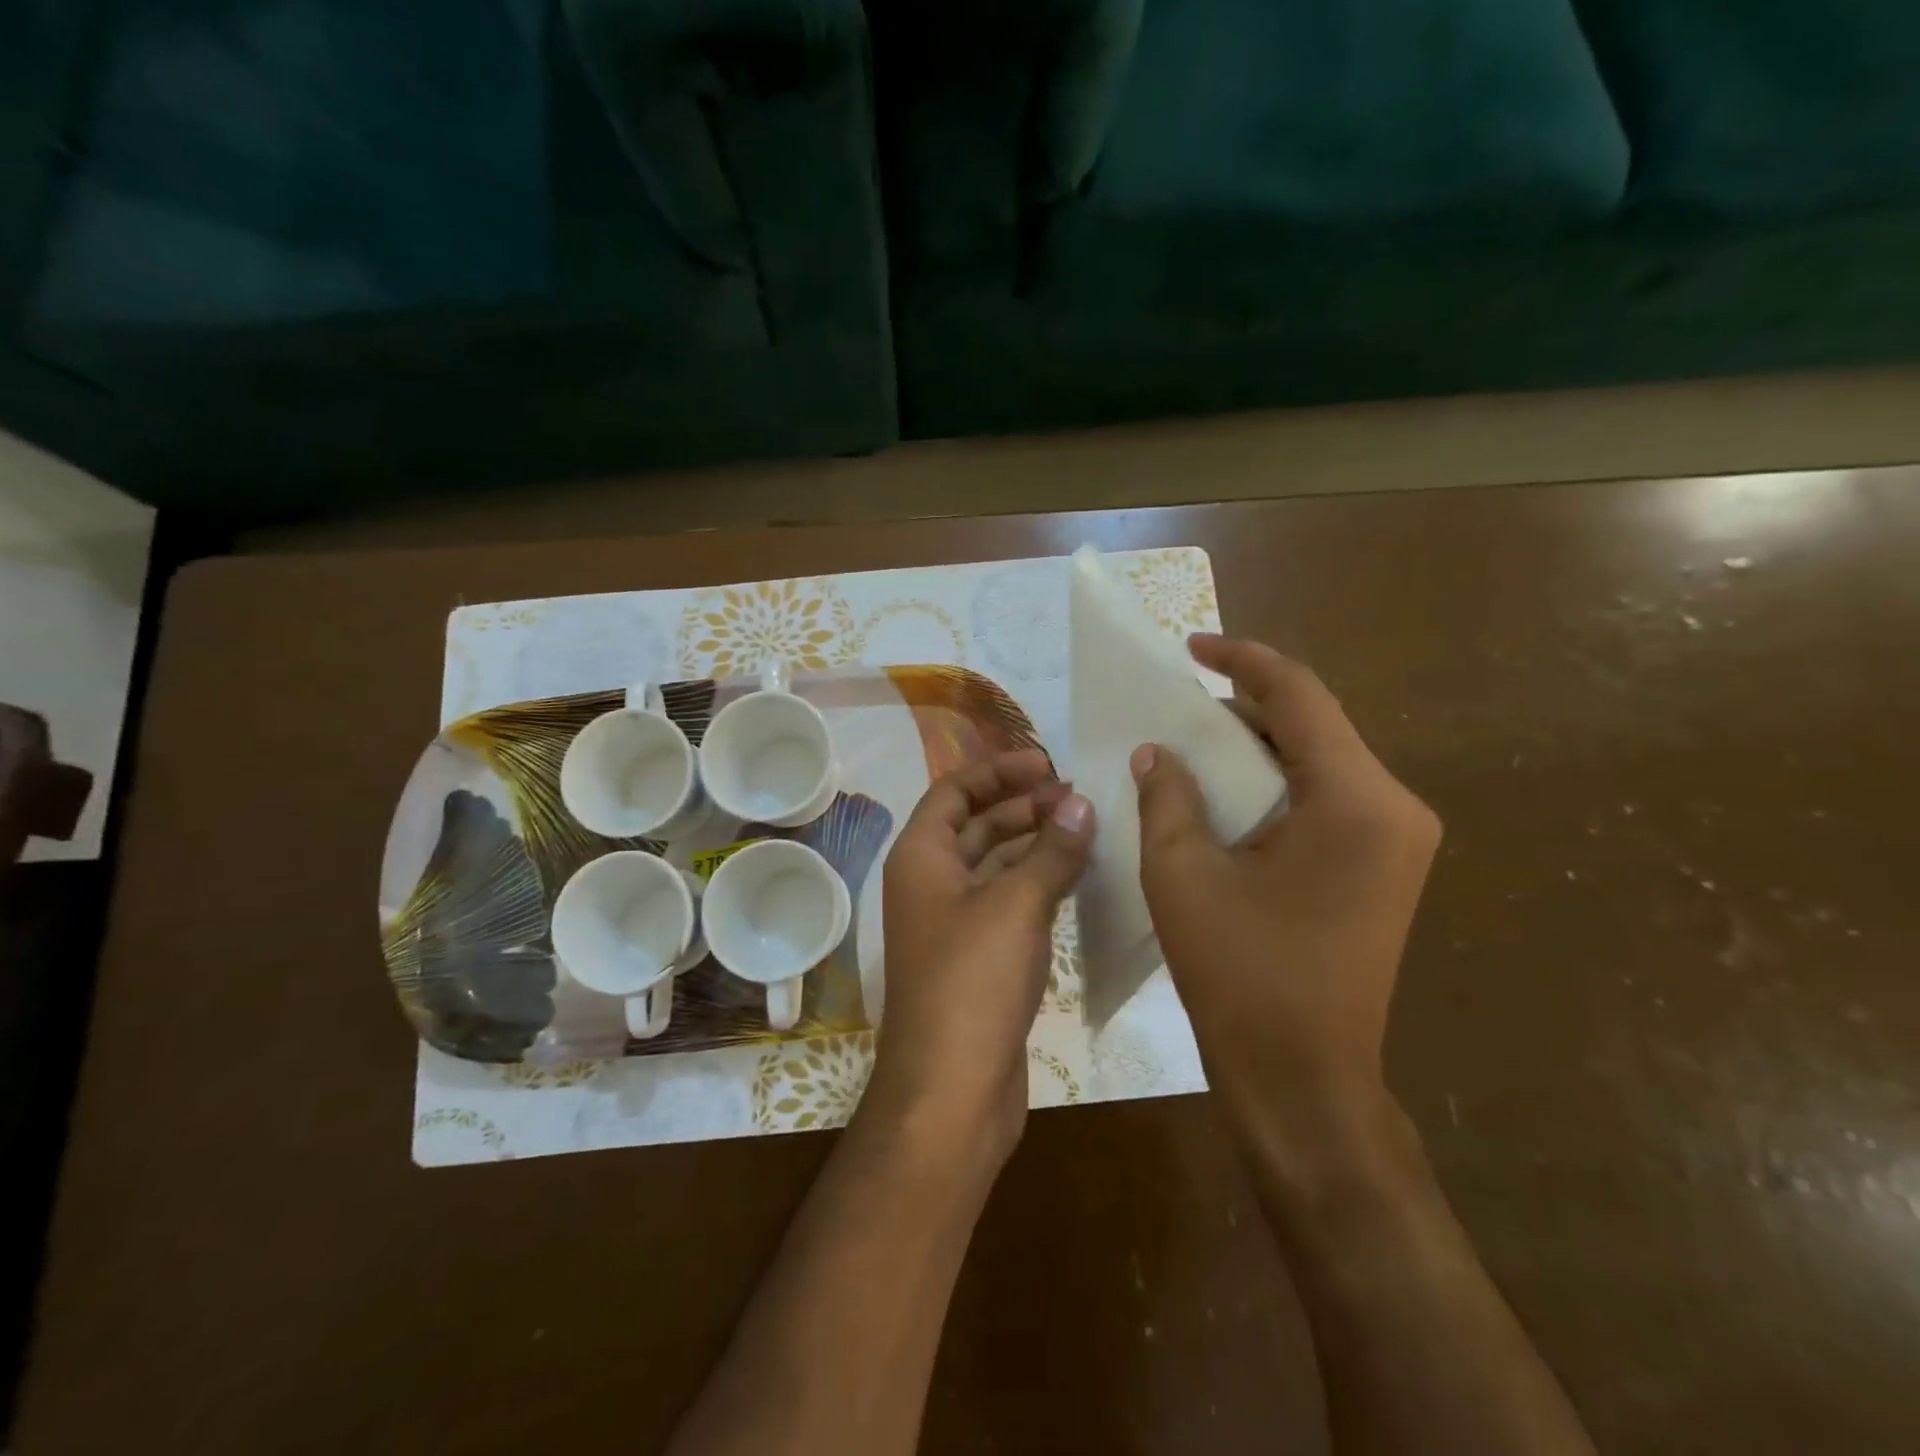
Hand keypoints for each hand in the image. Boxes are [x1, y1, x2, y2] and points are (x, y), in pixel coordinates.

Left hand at [869, 750, 1094, 1164]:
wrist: (951, 1090)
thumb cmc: (973, 982)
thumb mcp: (1017, 905)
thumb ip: (1051, 850)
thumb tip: (1080, 802)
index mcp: (922, 857)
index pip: (954, 791)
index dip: (998, 770)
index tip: (1047, 763)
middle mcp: (931, 883)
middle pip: (977, 825)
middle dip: (1023, 806)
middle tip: (1078, 798)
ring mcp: (955, 923)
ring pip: (996, 865)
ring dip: (1035, 844)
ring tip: (1087, 829)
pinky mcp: (979, 958)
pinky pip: (1009, 902)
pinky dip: (1039, 883)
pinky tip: (1077, 876)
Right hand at [1132, 635, 1439, 1160]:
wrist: (1303, 1079)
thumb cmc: (1241, 975)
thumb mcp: (1183, 874)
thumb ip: (1168, 797)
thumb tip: (1158, 752)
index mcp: (1356, 800)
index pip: (1299, 697)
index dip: (1242, 661)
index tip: (1191, 648)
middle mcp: (1394, 807)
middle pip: (1315, 726)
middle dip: (1245, 708)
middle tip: (1179, 706)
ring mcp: (1398, 840)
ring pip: (1320, 762)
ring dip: (1258, 747)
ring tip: (1194, 745)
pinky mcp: (1385, 867)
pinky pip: (1327, 798)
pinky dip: (1276, 784)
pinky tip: (1228, 794)